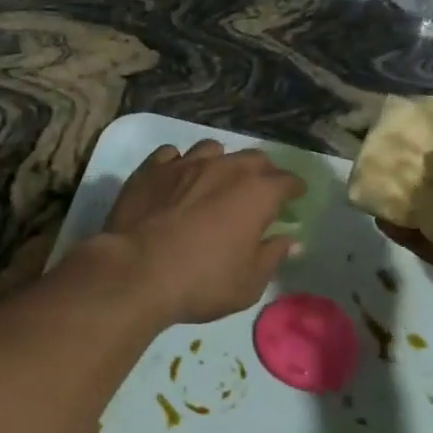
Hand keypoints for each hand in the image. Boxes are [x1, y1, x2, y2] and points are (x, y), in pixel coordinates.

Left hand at [101, 141, 302, 325]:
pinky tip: (177, 178)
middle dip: (262, 171)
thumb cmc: (201, 282)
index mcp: (256, 193)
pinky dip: (180, 163)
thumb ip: (272, 256)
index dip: (294, 188)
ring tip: (217, 178)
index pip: (286, 181)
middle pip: (253, 158)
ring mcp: (185, 163)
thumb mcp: (249, 283)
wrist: (136, 271)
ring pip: (212, 149)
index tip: (296, 196)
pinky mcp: (151, 168)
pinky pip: (172, 154)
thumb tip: (290, 241)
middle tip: (260, 190)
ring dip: (221, 161)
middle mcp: (224, 168)